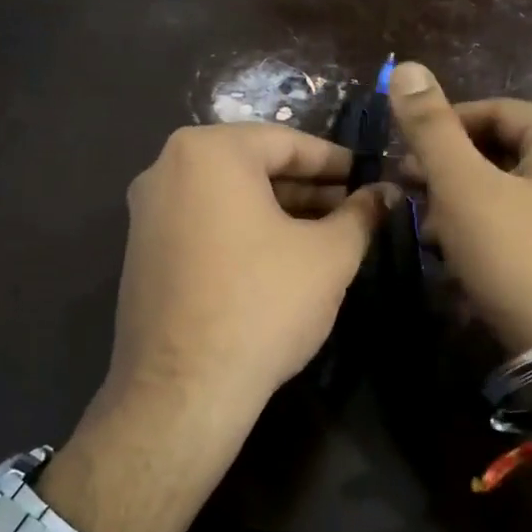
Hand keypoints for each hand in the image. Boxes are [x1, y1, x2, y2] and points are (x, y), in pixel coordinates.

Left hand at [96, 122, 390, 466]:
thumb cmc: (263, 304)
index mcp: (209, 152)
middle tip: (353, 209)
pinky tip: (280, 259)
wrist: (183, 389)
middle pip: (253, 167)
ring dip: (278, 211)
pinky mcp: (142, 253)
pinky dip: (244, 231)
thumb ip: (362, 214)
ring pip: (228, 197)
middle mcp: (167, 169)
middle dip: (308, 188)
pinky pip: (204, 224)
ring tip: (325, 235)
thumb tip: (388, 193)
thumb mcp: (329, 255)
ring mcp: (147, 213)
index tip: (369, 176)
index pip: (286, 142)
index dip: (336, 161)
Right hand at [388, 62, 531, 433]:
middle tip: (409, 199)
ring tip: (429, 236)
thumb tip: (404, 67)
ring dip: (463, 208)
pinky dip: (489, 235)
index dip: (440, 130)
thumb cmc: (521, 258)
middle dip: (449, 175)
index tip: (402, 160)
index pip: (492, 111)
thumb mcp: (464, 188)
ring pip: (509, 193)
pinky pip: (525, 226)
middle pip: (500, 152)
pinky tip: (460, 262)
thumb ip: (431, 128)